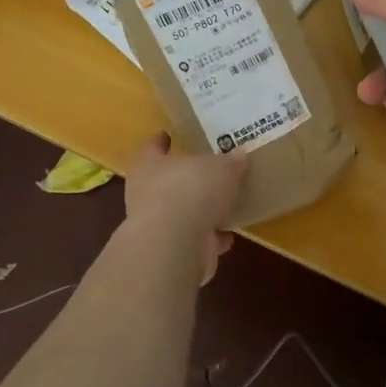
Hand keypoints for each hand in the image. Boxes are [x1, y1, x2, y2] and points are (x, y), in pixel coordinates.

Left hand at [123, 134, 246, 281]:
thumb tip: (239, 155)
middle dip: (185, 179)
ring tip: (223, 205)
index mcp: (149, 165)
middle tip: (206, 171)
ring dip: (198, 211)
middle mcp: (146, 194)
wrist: (175, 245)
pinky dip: (209, 238)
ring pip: (180, 213)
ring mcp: (157, 226)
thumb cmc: (191, 190)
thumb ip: (230, 162)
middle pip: (165, 181)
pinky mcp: (171, 251)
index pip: (151, 147)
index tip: (168, 135)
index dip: (160, 141)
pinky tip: (228, 236)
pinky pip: (194, 239)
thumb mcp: (220, 167)